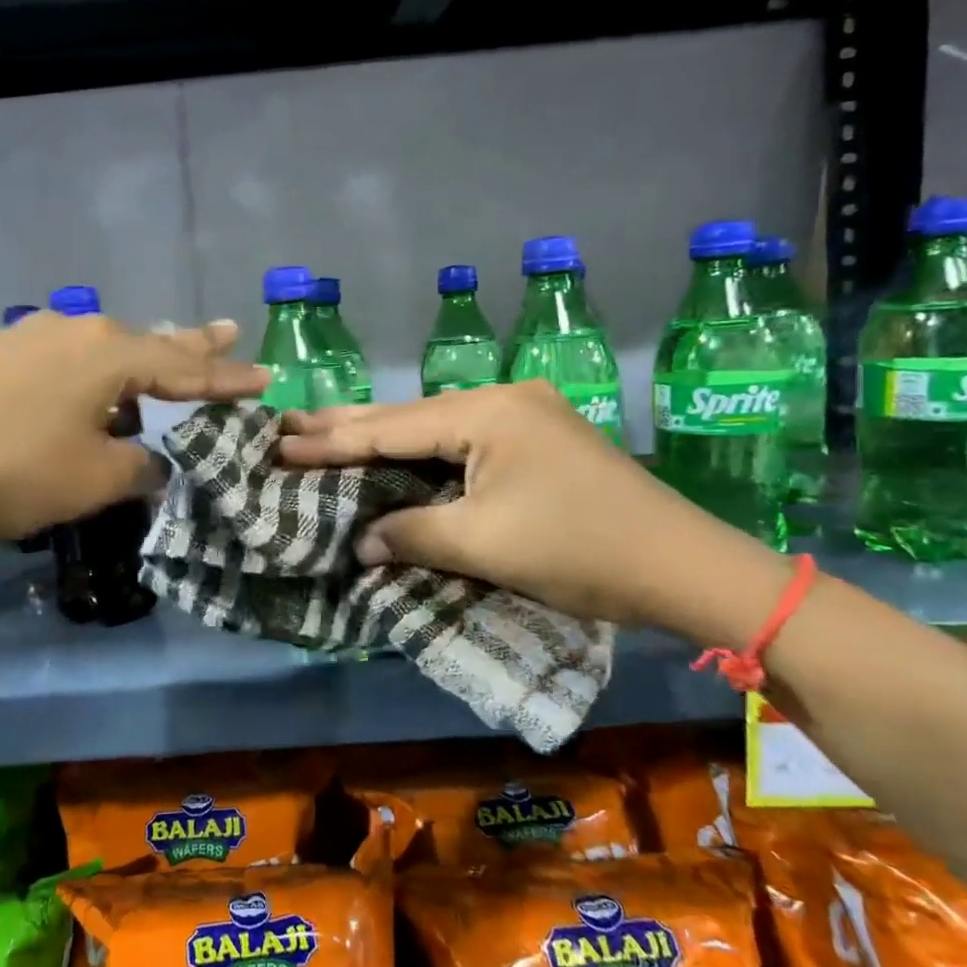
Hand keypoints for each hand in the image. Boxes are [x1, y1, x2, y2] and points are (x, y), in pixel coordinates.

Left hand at [0, 312, 266, 547]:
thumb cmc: (7, 471)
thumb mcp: (91, 479)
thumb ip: (138, 465)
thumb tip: (152, 460)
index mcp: (108, 353)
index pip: (184, 367)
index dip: (227, 379)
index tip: (265, 379)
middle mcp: (72, 330)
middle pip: (147, 341)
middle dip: (191, 345)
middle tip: (228, 332)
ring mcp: (27, 338)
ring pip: (103, 349)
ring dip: (140, 359)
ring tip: (168, 361)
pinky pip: (66, 359)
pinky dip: (96, 373)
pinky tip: (92, 388)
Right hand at [279, 382, 790, 641]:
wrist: (686, 567)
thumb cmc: (579, 550)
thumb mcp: (483, 544)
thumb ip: (411, 534)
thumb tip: (360, 541)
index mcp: (487, 412)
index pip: (391, 426)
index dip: (332, 441)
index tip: (280, 443)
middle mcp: (504, 399)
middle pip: (410, 415)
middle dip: (348, 427)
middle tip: (289, 426)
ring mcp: (525, 416)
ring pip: (435, 428)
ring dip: (383, 440)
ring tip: (325, 437)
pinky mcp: (539, 440)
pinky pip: (463, 444)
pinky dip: (422, 456)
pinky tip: (394, 455)